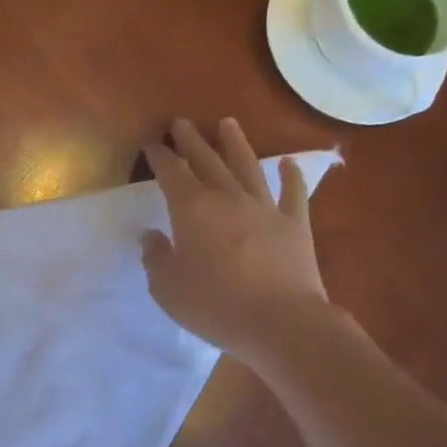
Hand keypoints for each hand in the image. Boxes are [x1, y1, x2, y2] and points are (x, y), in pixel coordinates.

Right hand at [140, 117, 330, 362]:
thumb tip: (151, 236)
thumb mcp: (167, 288)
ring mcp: (265, 208)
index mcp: (192, 210)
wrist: (280, 322)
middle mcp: (228, 198)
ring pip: (247, 167)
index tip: (152, 143)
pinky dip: (291, 174)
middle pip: (207, 161)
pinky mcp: (295, 224)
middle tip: (181, 123)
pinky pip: (293, 192)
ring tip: (227, 124)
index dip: (160, 156)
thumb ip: (156, 258)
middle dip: (192, 140)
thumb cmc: (214, 306)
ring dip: (235, 143)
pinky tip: (288, 162)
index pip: (171, 173)